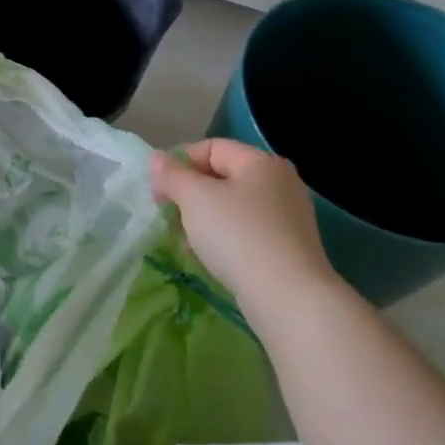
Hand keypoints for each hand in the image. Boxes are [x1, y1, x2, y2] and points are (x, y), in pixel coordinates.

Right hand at [150, 140, 335, 324]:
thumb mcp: (195, 198)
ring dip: (202, 219)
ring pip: (231, 206)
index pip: (210, 147)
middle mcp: (279, 183)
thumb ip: (172, 174)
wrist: (287, 297)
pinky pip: (245, 231)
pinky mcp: (287, 246)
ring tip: (184, 241)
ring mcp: (287, 216)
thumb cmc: (238, 235)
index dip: (178, 163)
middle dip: (189, 194)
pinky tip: (207, 257)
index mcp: (260, 162)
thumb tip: (157, 159)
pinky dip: (222, 238)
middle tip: (168, 216)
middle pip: (221, 177)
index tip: (158, 191)